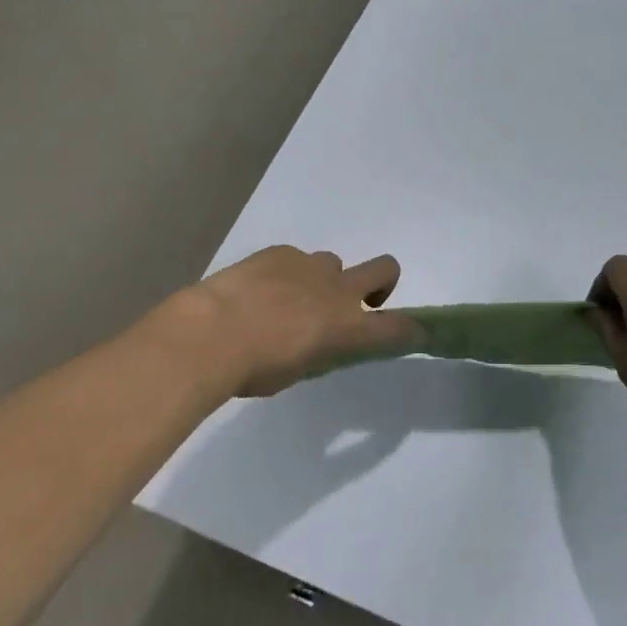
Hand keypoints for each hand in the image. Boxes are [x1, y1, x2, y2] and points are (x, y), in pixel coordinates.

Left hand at [145, 245, 418, 398]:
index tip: (415, 331)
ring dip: (323, 280)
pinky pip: (294, 259)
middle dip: (384, 282)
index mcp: (348, 328)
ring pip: (334, 263)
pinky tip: (258, 291)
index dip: (411, 329)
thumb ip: (318, 352)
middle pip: (385, 268)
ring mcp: (310, 265)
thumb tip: (317, 343)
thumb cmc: (254, 369)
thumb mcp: (297, 373)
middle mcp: (338, 291)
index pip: (397, 327)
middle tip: (358, 302)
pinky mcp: (280, 252)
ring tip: (289, 300)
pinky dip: (285, 274)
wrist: (211, 331)